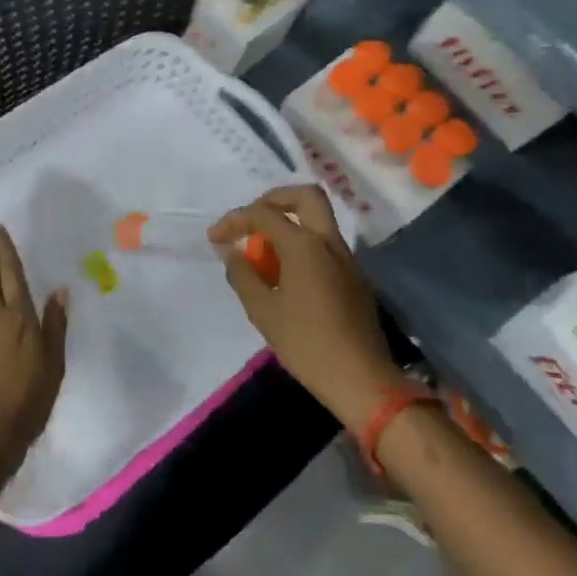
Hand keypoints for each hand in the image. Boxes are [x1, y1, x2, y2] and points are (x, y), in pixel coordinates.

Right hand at [210, 184, 398, 429]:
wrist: (361, 379)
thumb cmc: (306, 344)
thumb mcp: (263, 311)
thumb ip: (243, 275)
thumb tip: (232, 253)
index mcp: (304, 246)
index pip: (263, 214)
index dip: (234, 220)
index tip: (215, 237)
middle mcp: (329, 242)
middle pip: (305, 196)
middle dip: (273, 199)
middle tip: (251, 220)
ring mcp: (346, 258)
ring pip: (317, 220)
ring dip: (289, 224)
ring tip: (263, 254)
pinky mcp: (354, 276)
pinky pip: (324, 244)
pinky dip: (302, 245)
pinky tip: (286, 275)